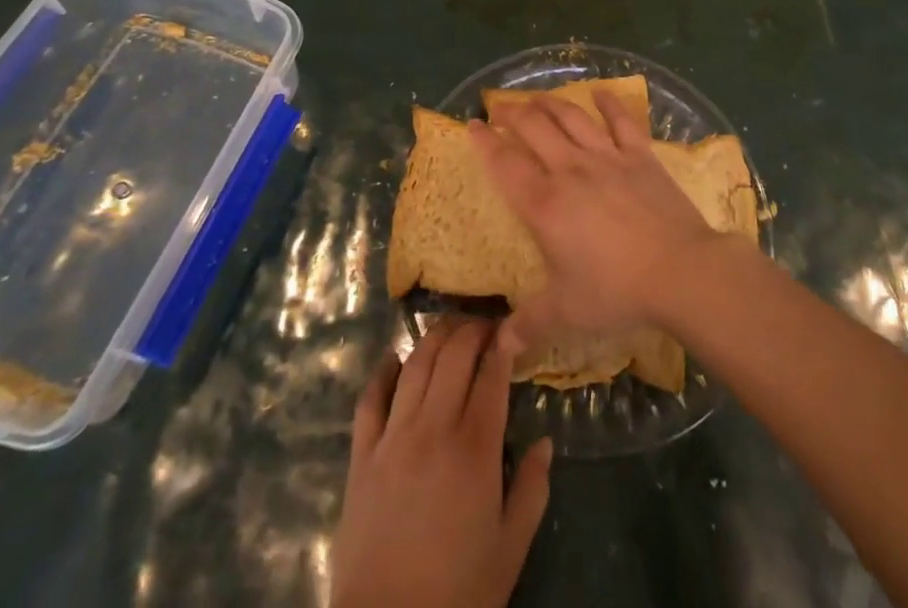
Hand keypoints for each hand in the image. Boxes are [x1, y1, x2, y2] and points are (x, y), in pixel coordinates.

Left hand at [330, 319, 551, 607]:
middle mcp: (434, 426)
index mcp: (475, 447)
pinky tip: (394, 357)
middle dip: (473, 329)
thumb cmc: (458, 591)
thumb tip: (545, 442)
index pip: (492, 373)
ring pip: (416, 363)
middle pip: (454, 354)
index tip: (513, 329)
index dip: (504, 343)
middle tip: (486, 326)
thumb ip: (532, 489)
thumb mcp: (510, 548)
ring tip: (450, 328)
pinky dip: (384, 370)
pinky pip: (370, 397)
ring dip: (435, 337)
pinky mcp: (362, 453)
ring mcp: (393, 435)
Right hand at [472, 88, 722, 350]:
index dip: (485, 142)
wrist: (680, 271)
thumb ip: (530, 325)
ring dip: (550, 102)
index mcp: (545, 204)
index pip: (505, 164)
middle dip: (512, 112)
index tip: (472, 125)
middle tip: (498, 104)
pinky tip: (600, 92)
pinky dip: (609, 103)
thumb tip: (501, 348)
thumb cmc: (616, 290)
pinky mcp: (640, 155)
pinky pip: (621, 121)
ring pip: (571, 117)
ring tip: (536, 96)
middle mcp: (570, 170)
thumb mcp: (566, 314)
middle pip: (534, 128)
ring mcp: (607, 157)